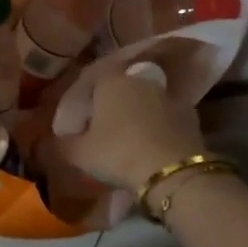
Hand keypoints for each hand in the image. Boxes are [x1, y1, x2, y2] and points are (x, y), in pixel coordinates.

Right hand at [57, 71, 205, 188]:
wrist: (171, 171)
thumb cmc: (117, 154)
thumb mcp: (79, 154)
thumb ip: (64, 144)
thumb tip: (57, 140)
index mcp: (111, 82)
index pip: (95, 75)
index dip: (88, 93)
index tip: (82, 112)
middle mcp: (141, 80)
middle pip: (123, 86)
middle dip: (114, 103)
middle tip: (105, 126)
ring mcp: (169, 96)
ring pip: (146, 101)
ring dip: (139, 114)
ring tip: (131, 138)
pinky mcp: (190, 116)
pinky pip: (167, 117)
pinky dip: (159, 127)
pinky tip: (153, 146)